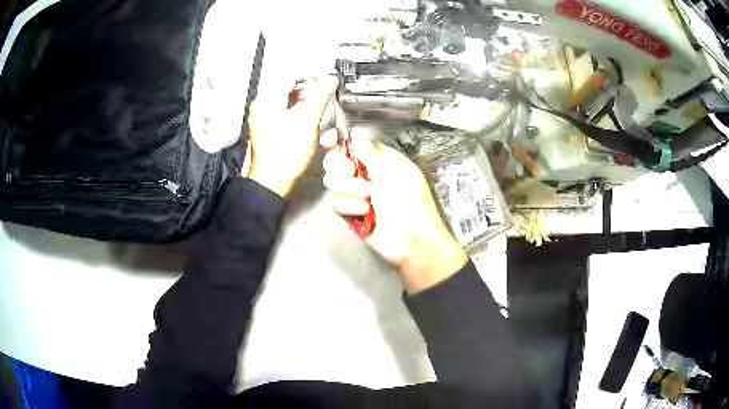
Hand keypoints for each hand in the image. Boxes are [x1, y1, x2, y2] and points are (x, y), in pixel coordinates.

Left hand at [248, 76, 338, 196]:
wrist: (273, 182)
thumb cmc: (283, 157)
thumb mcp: (307, 122)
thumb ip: (320, 96)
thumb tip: (330, 80)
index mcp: (266, 101)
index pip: (289, 74)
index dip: (310, 73)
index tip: (324, 76)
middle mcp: (262, 107)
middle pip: (288, 86)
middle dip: (309, 88)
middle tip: (325, 91)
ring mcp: (264, 118)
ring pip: (288, 100)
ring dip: (306, 101)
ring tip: (319, 106)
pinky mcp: (270, 129)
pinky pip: (286, 112)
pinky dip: (300, 112)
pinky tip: (309, 119)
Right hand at [321, 133, 467, 293]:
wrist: (412, 239)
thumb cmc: (410, 201)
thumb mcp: (395, 172)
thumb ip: (371, 153)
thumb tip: (355, 135)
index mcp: (377, 158)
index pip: (350, 143)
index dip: (336, 140)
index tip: (330, 140)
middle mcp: (363, 173)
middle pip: (334, 160)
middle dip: (339, 165)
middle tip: (352, 171)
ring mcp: (354, 193)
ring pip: (332, 181)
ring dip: (349, 188)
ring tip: (368, 197)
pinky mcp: (348, 212)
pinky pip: (335, 202)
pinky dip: (349, 206)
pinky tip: (365, 212)